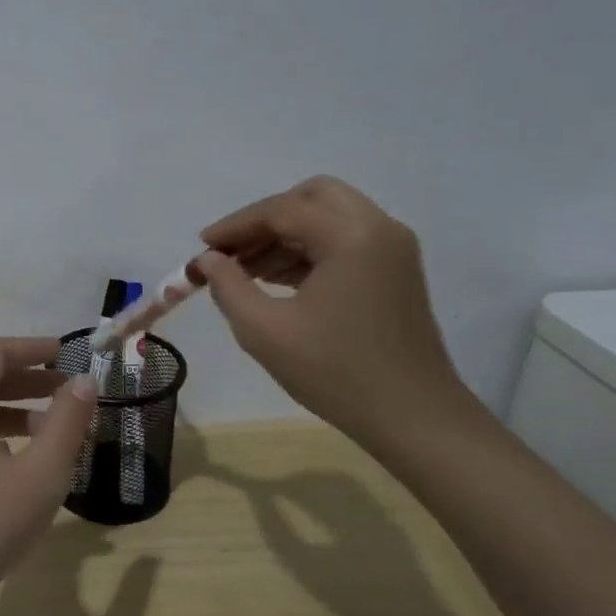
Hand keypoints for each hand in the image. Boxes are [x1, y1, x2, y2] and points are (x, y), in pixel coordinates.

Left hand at [0, 337, 98, 615]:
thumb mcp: (40, 473)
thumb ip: (66, 422)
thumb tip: (84, 382)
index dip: (30, 347)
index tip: (66, 353)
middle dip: (28, 378)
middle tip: (69, 389)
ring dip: (17, 408)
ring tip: (57, 427)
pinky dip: (1, 432)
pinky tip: (27, 459)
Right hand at [195, 176, 469, 437]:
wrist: (414, 418)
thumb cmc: (335, 373)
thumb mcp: (264, 330)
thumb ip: (227, 286)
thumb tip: (208, 260)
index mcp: (351, 236)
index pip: (281, 210)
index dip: (235, 226)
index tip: (202, 248)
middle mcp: (378, 228)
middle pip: (312, 197)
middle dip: (266, 219)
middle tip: (232, 251)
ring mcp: (393, 249)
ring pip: (329, 216)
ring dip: (286, 234)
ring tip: (247, 271)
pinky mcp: (396, 271)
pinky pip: (345, 239)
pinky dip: (309, 248)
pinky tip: (278, 280)